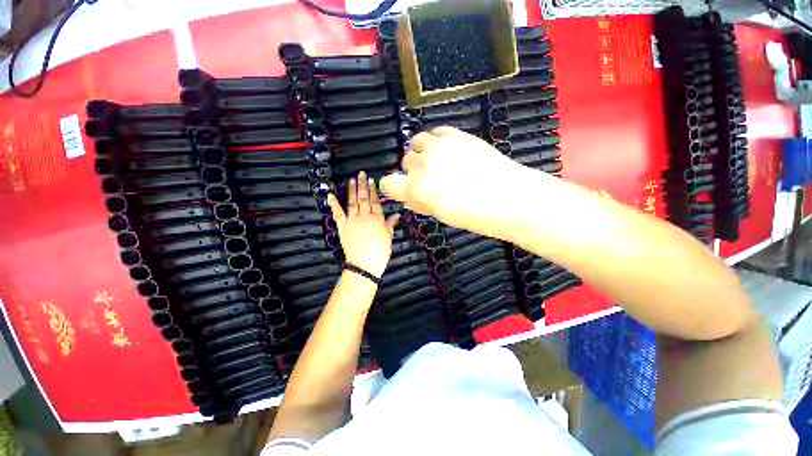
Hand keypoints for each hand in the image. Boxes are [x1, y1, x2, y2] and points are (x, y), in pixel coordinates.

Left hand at [327, 172, 399, 277]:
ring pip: (353, 202)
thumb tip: (397, 214)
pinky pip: (338, 214)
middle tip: (361, 174)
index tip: (372, 180)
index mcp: (377, 219)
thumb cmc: (380, 252)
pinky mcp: (343, 227)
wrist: (365, 264)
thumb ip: (391, 224)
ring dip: (352, 190)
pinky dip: (334, 204)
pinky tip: (330, 195)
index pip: (376, 201)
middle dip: (363, 185)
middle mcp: (365, 216)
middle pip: (364, 198)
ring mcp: (353, 221)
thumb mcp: (389, 237)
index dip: (373, 190)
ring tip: (351, 180)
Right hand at [380, 127, 538, 238]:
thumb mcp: (441, 215)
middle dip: (412, 170)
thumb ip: (420, 204)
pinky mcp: (456, 135)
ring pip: (417, 142)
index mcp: (415, 188)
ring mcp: (439, 146)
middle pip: (405, 161)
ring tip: (437, 161)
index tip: (401, 189)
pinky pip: (437, 132)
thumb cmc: (473, 215)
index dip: (392, 187)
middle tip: (428, 178)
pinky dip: (438, 140)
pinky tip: (449, 150)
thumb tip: (408, 199)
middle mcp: (422, 165)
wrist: (507, 197)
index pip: (388, 183)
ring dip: (422, 152)